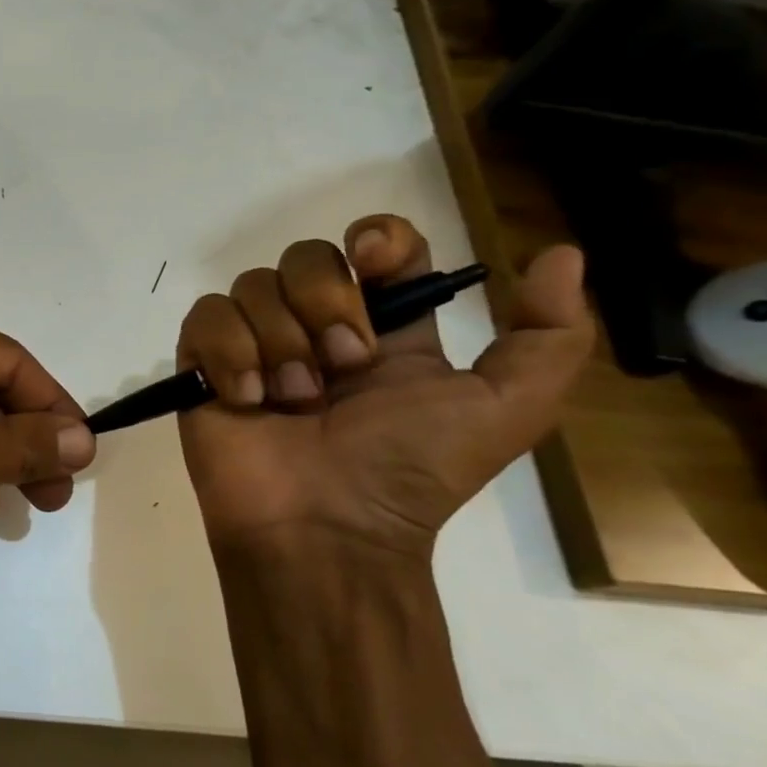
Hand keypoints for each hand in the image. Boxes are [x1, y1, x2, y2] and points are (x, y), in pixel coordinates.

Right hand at [176, 215, 592, 559]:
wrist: (324, 528)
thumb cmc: (408, 469)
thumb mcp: (505, 409)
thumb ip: (549, 337)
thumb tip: (562, 254)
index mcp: (383, 329)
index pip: (376, 246)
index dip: (376, 238)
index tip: (374, 262)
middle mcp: (315, 326)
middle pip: (306, 256)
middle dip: (325, 304)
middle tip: (340, 369)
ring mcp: (256, 343)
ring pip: (253, 284)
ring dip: (279, 342)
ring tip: (290, 400)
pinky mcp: (204, 363)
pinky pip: (206, 317)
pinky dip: (229, 353)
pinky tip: (247, 397)